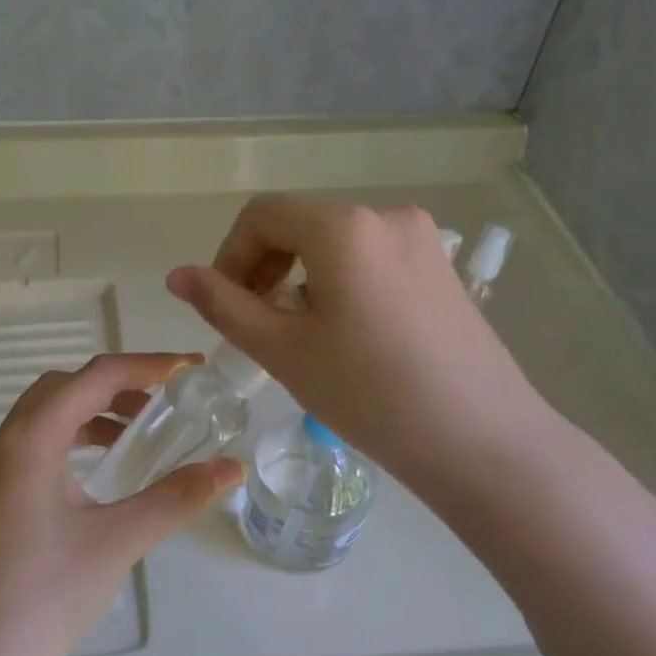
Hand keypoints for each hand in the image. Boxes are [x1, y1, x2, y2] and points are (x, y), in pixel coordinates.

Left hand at [0, 354, 242, 655]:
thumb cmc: (50, 592)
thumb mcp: (121, 538)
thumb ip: (177, 496)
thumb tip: (231, 468)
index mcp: (30, 440)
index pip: (92, 378)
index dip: (145, 365)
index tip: (190, 368)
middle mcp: (4, 444)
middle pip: (62, 387)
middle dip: (115, 383)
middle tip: (161, 401)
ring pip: (44, 415)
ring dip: (90, 411)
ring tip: (135, 434)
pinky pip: (34, 444)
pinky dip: (71, 439)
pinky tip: (99, 472)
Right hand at [166, 196, 545, 488]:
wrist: (479, 439)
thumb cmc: (368, 394)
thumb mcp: (282, 349)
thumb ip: (223, 305)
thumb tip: (177, 276)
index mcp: (343, 227)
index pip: (261, 216)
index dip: (229, 256)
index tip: (226, 308)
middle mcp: (386, 216)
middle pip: (300, 225)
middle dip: (264, 269)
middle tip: (256, 327)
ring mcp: (423, 241)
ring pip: (336, 245)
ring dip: (301, 280)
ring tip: (301, 338)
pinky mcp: (442, 269)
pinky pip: (372, 261)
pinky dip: (341, 285)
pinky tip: (348, 337)